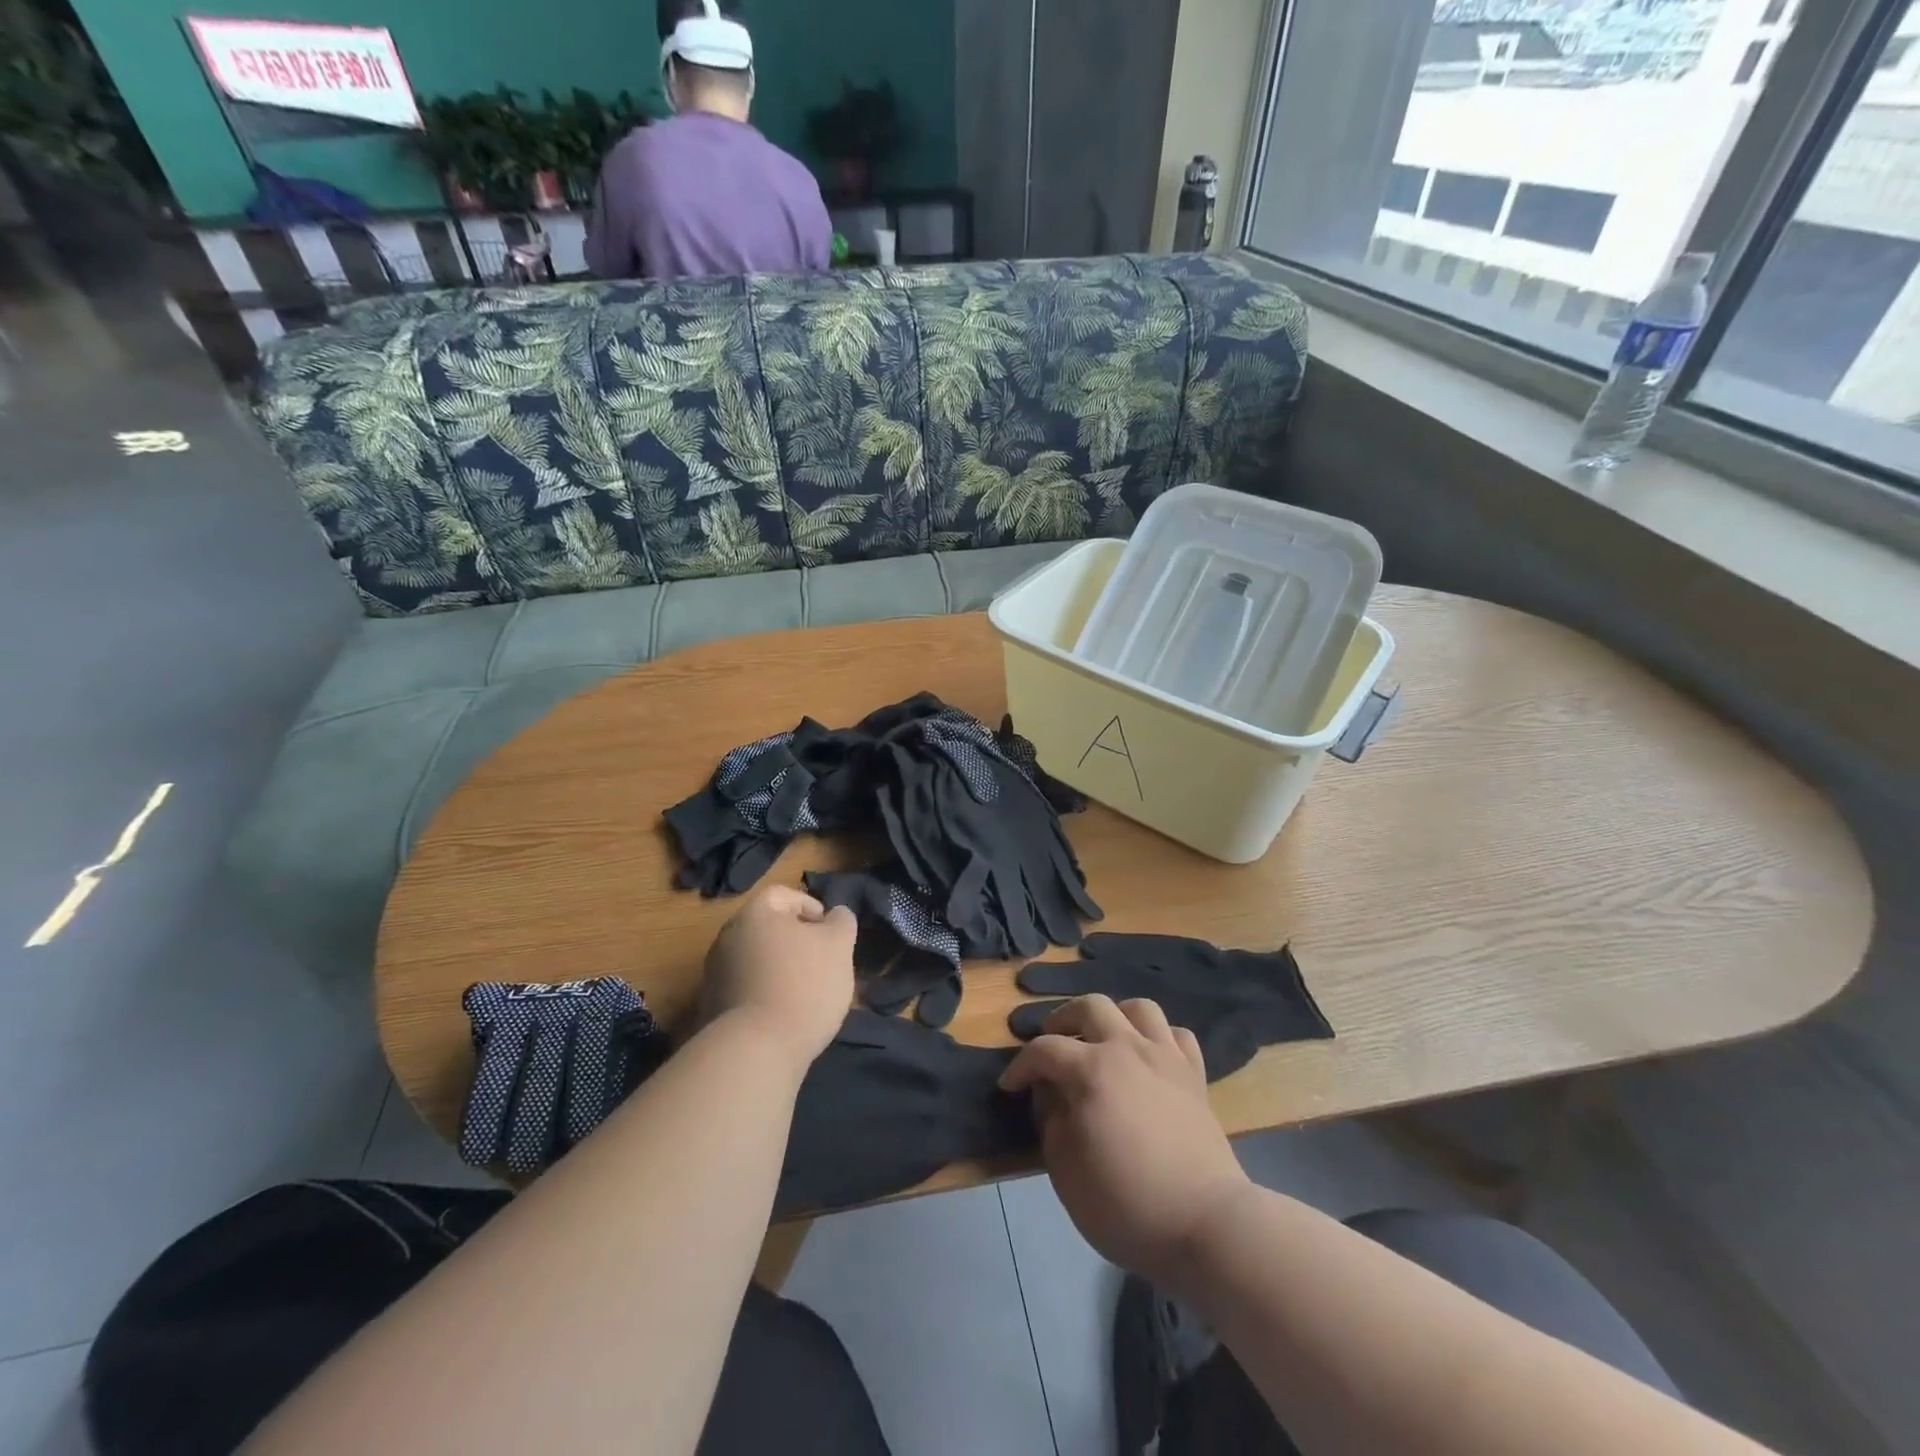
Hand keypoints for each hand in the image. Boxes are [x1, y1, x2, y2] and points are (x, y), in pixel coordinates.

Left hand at [700, 886, 856, 1076]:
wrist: (756, 1050)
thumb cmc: (804, 985)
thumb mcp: (839, 945)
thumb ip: (841, 921)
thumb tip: (835, 915)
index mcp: (755, 914)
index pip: (783, 895)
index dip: (811, 907)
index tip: (829, 932)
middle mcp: (728, 936)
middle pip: (767, 927)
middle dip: (795, 940)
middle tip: (821, 961)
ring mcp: (715, 973)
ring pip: (756, 959)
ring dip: (779, 968)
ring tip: (806, 992)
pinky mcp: (712, 1007)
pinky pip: (745, 988)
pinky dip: (765, 993)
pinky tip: (785, 1014)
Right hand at [1000, 995, 1253, 1290]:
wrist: (1205, 1223)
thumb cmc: (1126, 1204)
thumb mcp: (1066, 1171)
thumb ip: (1050, 1121)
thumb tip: (1049, 1093)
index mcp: (1091, 1070)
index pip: (1044, 1050)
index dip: (1020, 1065)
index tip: (1010, 1086)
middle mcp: (1128, 1049)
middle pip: (1091, 1006)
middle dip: (1063, 1020)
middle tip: (1053, 1044)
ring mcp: (1166, 1057)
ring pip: (1138, 1008)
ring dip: (1114, 1017)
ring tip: (1103, 1041)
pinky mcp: (1195, 1075)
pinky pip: (1177, 1034)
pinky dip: (1158, 1038)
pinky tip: (1148, 1058)